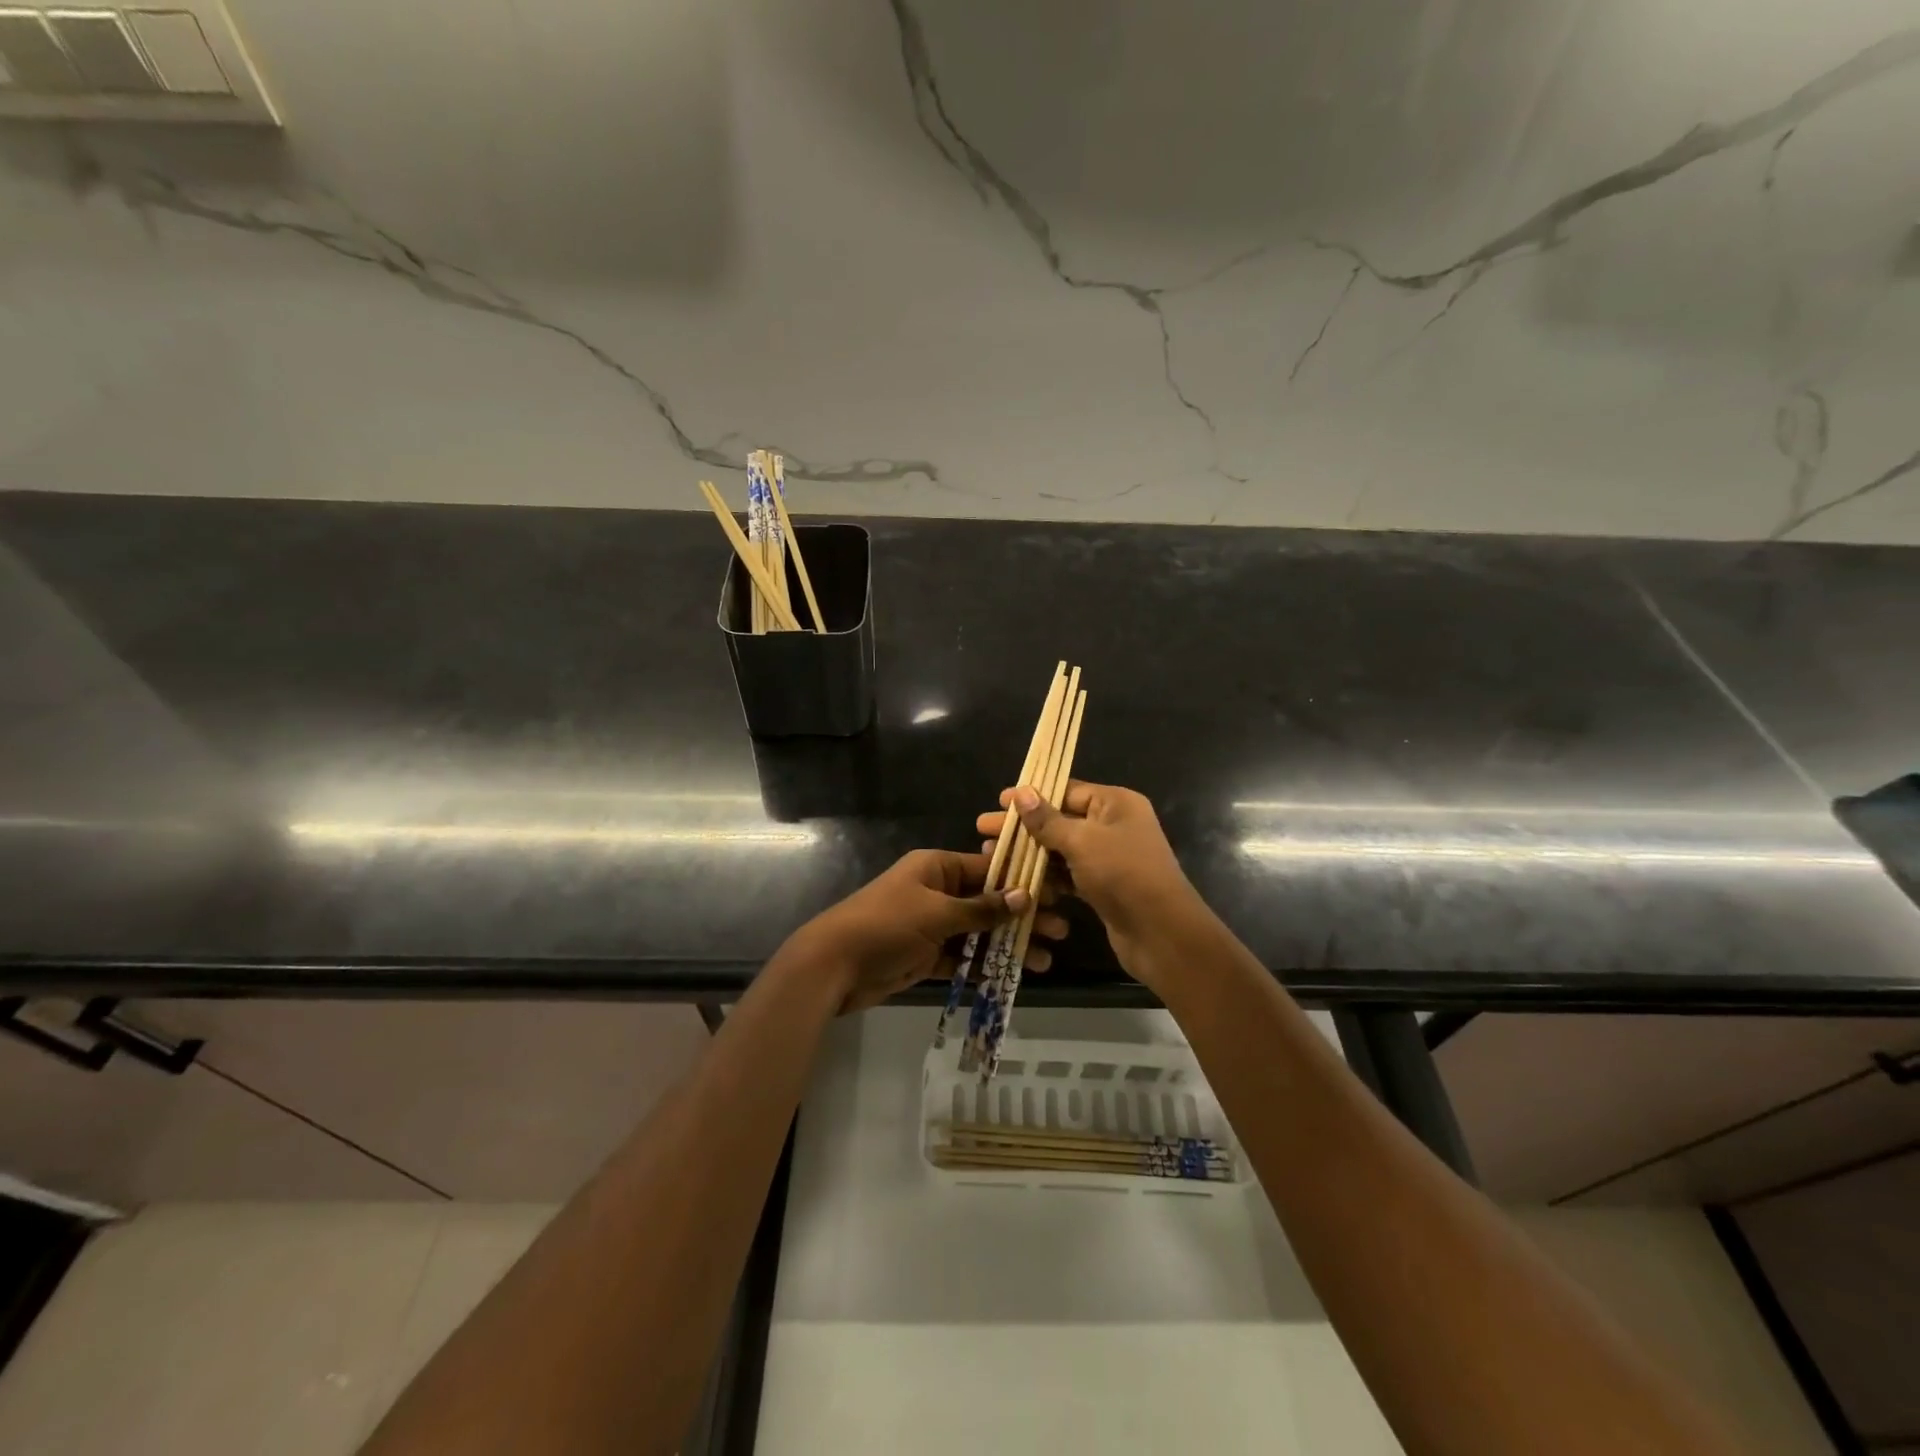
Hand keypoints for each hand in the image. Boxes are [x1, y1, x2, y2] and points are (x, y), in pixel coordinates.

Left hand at [796, 849, 1069, 1012]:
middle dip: (1022, 917)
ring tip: (1044, 960)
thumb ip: (981, 908)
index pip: (988, 869)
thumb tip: (1024, 896)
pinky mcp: (926, 955)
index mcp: (937, 867)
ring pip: (979, 933)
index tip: (1055, 895)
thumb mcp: (936, 913)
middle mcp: (937, 891)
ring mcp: (931, 925)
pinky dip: (984, 966)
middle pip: (988, 902)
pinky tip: (1013, 974)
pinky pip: (962, 958)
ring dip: (1009, 945)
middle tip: (1060, 931)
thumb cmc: (886, 925)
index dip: (1022, 882)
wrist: (833, 966)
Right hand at [976, 781, 1203, 989]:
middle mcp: (1113, 825)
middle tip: (983, 829)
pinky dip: (1044, 876)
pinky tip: (1016, 879)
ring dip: (1028, 852)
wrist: (1161, 934)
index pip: (1067, 790)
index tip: (999, 802)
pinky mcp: (1102, 886)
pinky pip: (1067, 874)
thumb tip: (1021, 792)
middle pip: (1060, 819)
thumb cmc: (1123, 874)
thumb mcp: (1082, 841)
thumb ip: (1048, 820)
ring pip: (1061, 849)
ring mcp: (1108, 858)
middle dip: (1023, 826)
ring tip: (990, 854)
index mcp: (1115, 803)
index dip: (1032, 795)